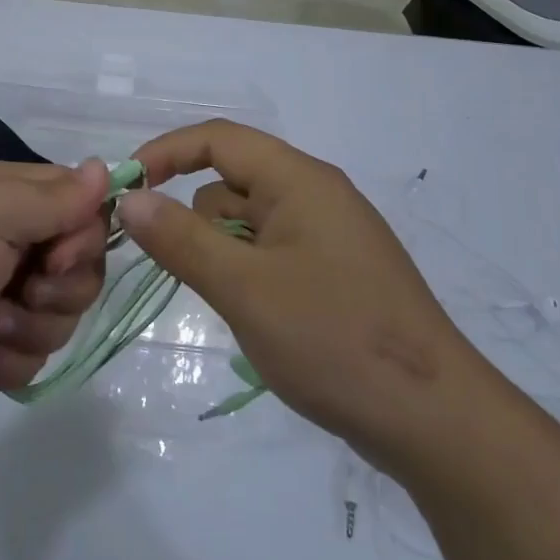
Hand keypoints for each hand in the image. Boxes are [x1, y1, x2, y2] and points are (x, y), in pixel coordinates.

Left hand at [0, 160, 108, 451]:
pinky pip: (36, 351)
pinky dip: (8, 360)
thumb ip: (52, 196)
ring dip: (31, 326)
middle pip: (77, 257)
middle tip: (27, 291)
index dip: (82, 228)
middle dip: (62, 284)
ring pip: (62, 308)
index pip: (73, 197)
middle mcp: (0, 238)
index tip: (58, 254)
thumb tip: (105, 167)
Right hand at [119, 122, 466, 454]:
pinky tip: (258, 317)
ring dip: (223, 252)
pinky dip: (248, 271)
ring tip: (233, 306)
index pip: (218, 139)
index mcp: (299, 180)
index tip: (125, 188)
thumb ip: (181, 239)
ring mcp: (329, 235)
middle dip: (195, 218)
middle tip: (182, 271)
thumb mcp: (244, 288)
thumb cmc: (333, 340)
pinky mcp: (336, 272)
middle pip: (231, 182)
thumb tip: (131, 199)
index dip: (166, 153)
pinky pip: (272, 251)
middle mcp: (316, 194)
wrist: (435, 420)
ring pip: (249, 222)